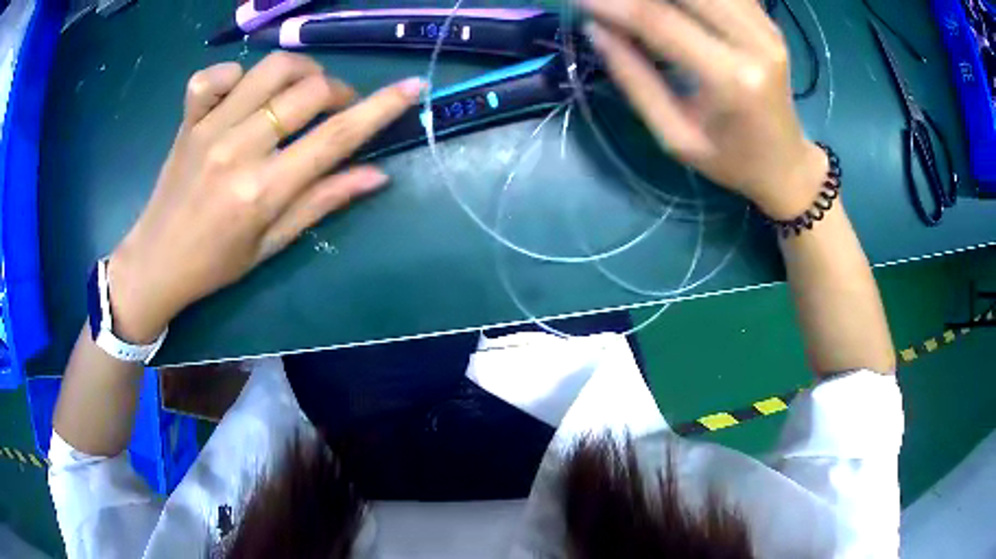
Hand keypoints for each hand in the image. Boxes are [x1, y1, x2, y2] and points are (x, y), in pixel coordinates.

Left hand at [107, 52, 423, 341]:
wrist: (156, 261)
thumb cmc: (216, 263)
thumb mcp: (272, 244)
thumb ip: (322, 202)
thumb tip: (376, 175)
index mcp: (263, 190)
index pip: (336, 136)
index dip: (381, 108)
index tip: (411, 87)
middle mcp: (238, 150)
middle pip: (309, 91)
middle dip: (338, 91)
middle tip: (337, 108)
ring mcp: (209, 129)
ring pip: (271, 68)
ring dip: (300, 72)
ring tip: (300, 91)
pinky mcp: (188, 120)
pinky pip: (215, 75)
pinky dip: (237, 73)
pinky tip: (246, 90)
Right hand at [578, 0, 827, 219]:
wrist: (787, 165)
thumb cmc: (730, 161)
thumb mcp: (675, 136)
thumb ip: (635, 80)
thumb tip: (596, 29)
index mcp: (731, 80)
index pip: (658, 20)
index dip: (612, 4)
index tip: (578, 1)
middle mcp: (754, 43)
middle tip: (610, 3)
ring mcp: (767, 29)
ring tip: (640, 6)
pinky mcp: (770, 23)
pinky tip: (676, 8)